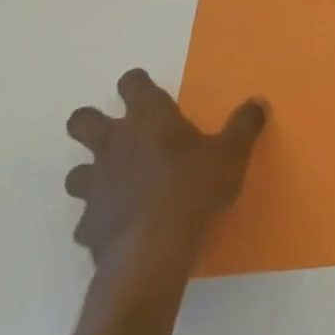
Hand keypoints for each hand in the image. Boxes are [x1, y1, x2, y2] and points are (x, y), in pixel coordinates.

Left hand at [64, 69, 267, 284]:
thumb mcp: (233, 153)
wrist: (153, 251)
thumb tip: (258, 102)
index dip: (136, 84)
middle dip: (91, 123)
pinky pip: (88, 218)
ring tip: (116, 182)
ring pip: (76, 172)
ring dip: (91, 173)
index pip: (132, 84)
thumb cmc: (194, 189)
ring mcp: (95, 186)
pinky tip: (120, 224)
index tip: (146, 89)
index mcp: (150, 119)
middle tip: (117, 133)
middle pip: (82, 121)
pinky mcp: (88, 226)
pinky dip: (101, 218)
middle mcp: (114, 145)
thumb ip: (244, 125)